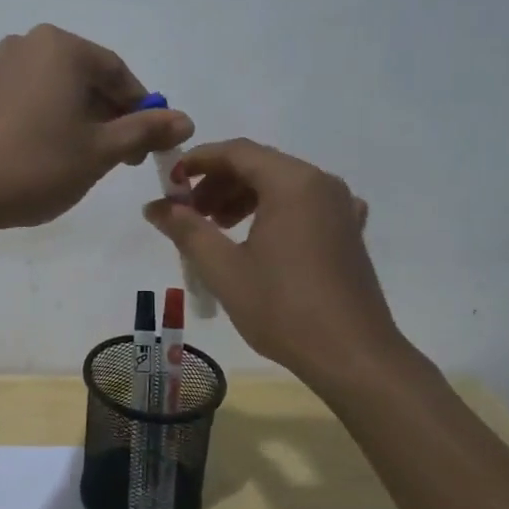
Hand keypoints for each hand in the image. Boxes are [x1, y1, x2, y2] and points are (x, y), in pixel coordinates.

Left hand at [0, 25, 193, 235]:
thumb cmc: (36, 166)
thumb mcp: (100, 151)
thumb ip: (145, 131)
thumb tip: (186, 120)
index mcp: (61, 47)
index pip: (118, 73)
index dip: (142, 109)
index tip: (150, 146)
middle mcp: (28, 44)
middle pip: (88, 78)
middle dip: (112, 116)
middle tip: (123, 159)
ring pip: (59, 89)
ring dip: (83, 120)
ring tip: (87, 161)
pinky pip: (31, 98)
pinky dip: (51, 120)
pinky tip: (51, 155)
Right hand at [143, 139, 399, 387]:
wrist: (353, 357)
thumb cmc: (283, 308)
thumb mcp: (224, 269)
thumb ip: (186, 230)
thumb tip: (155, 206)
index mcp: (292, 182)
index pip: (237, 151)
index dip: (198, 161)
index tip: (170, 183)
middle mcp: (321, 183)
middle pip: (260, 164)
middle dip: (219, 182)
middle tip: (190, 213)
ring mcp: (341, 207)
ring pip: (282, 185)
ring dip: (243, 197)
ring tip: (217, 229)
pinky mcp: (349, 232)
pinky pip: (305, 205)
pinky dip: (274, 211)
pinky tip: (260, 239)